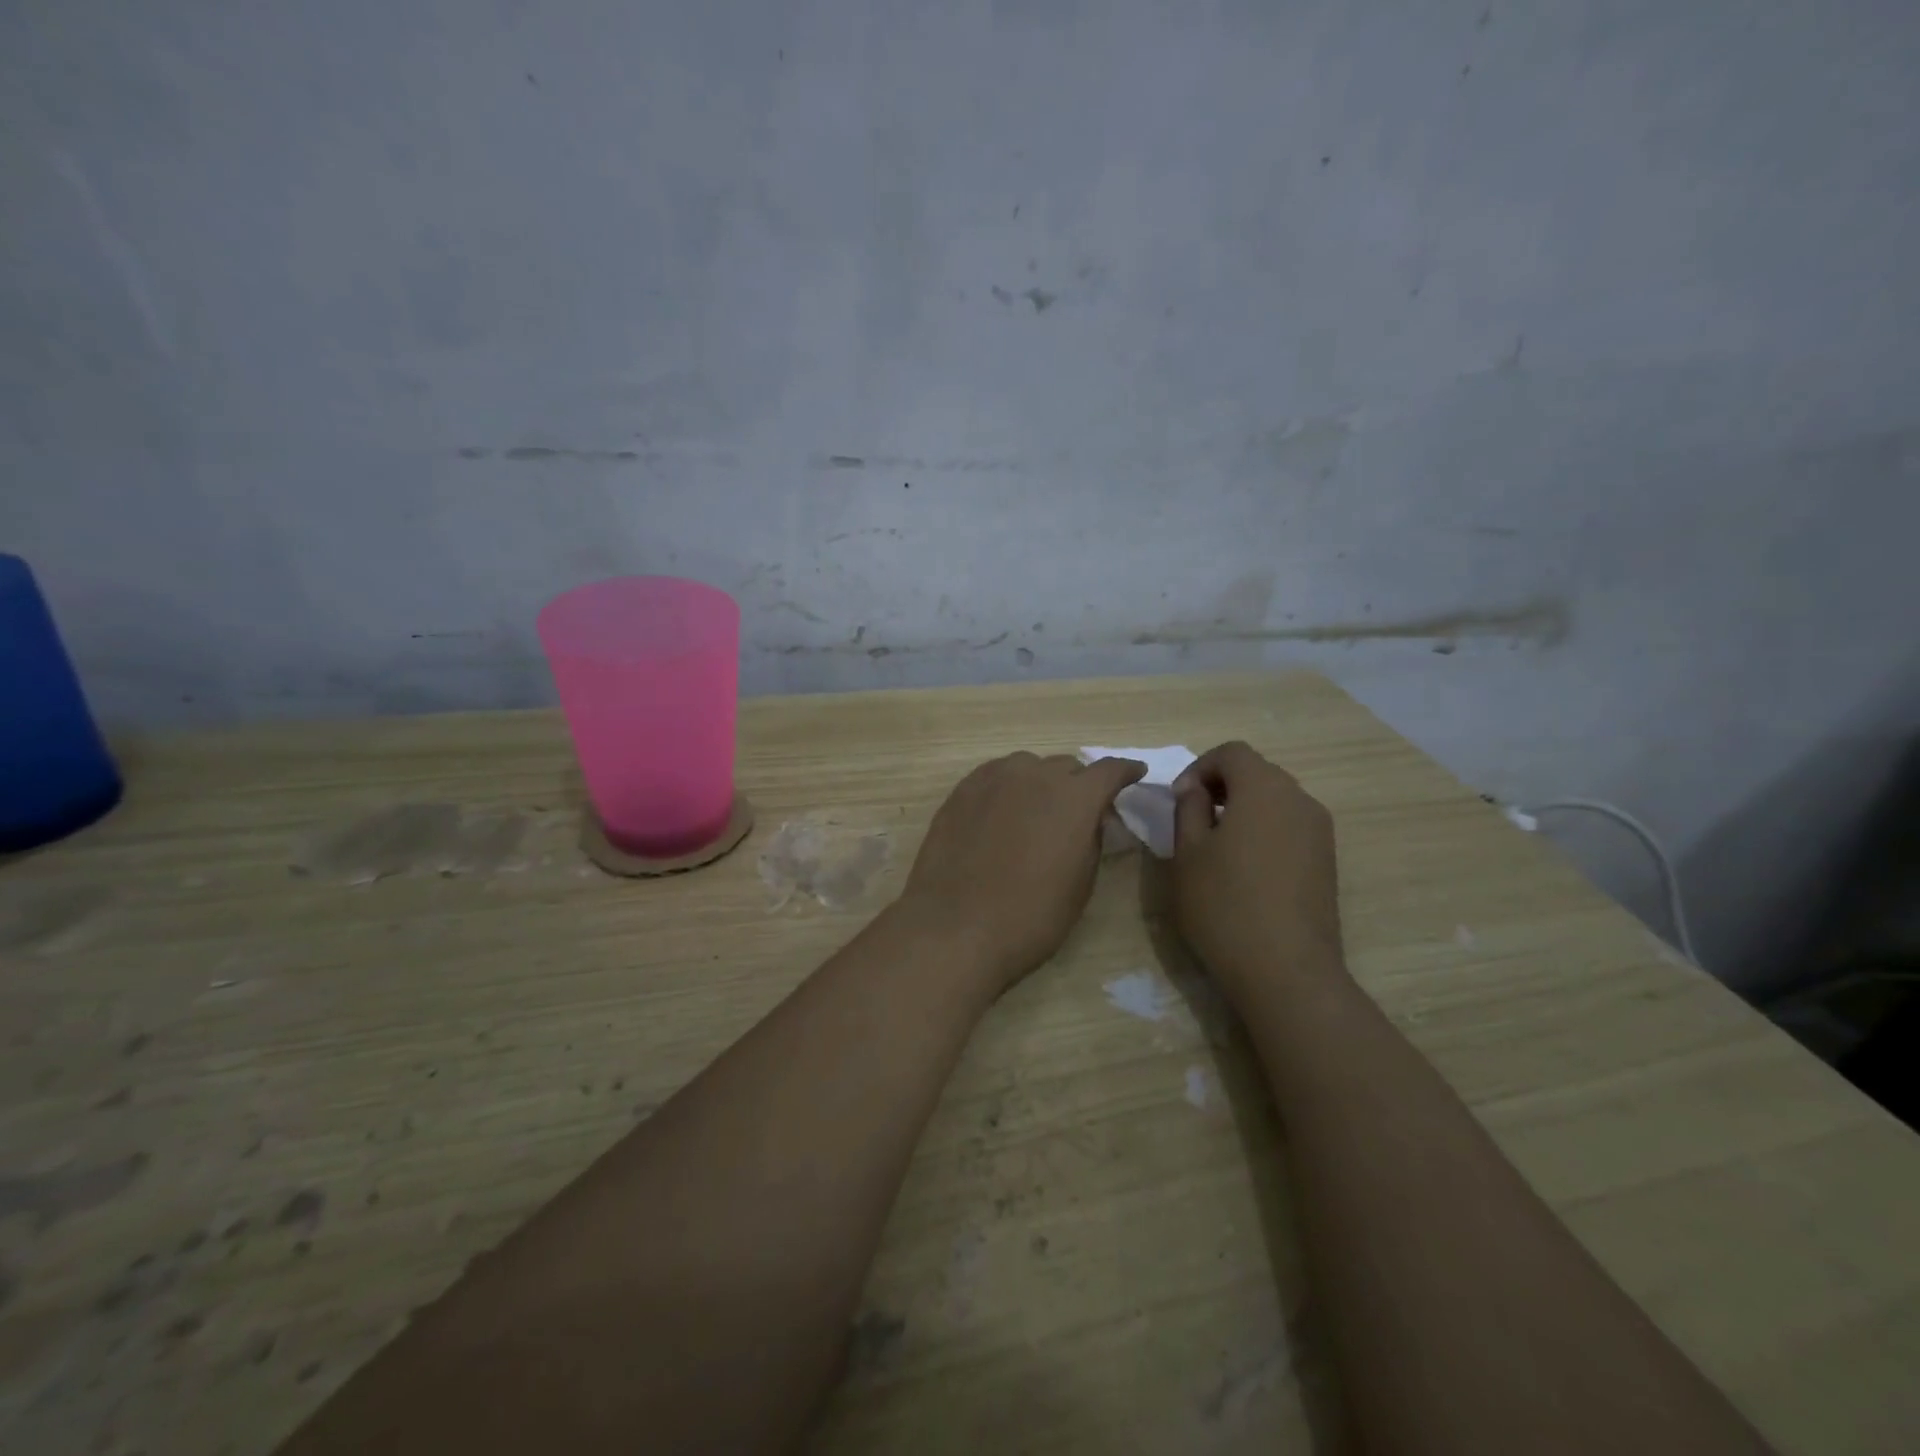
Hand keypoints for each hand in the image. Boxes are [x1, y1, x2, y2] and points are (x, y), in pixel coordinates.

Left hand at [897, 752, 1145, 991]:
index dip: (1125, 772)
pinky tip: (1002, 811)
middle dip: (1079, 783)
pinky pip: (995, 776)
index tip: (1134, 775)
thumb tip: (1090, 819)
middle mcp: (1036, 775)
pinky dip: (1008, 786)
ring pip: (1028, 766)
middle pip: (1067, 766)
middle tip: (1079, 809)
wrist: (956, 927)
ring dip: (1040, 781)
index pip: (1109, 769)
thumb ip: (1091, 839)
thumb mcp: (1081, 883)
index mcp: (1075, 797)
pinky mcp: (962, 790)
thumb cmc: (1031, 915)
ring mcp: (994, 778)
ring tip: (1037, 809)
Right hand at [1171, 741, 1345, 1004]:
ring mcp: (1320, 832)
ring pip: (1275, 801)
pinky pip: (1290, 827)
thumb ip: (1188, 808)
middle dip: (1221, 786)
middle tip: (1192, 819)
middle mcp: (1300, 799)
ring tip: (1216, 846)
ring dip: (1243, 809)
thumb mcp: (1187, 853)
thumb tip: (1196, 789)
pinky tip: (1245, 870)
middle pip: (1258, 773)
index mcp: (1264, 789)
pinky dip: (1264, 831)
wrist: (1286, 971)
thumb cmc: (1224, 904)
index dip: (1200, 767)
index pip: (1232, 753)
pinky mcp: (1327, 861)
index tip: (1179, 800)